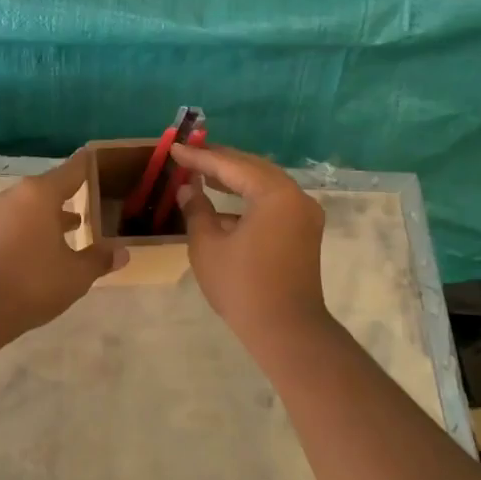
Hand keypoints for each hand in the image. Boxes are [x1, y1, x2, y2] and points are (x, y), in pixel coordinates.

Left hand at [0, 150, 127, 334]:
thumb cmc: (33, 281)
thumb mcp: (76, 274)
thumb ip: (99, 259)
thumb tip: (122, 252)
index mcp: (41, 193)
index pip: (73, 169)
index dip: (89, 165)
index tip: (101, 159)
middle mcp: (17, 195)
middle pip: (50, 187)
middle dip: (72, 193)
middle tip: (96, 198)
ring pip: (33, 205)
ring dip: (53, 213)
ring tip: (76, 224)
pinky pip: (18, 221)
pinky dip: (36, 227)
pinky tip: (48, 246)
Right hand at [173, 144, 329, 342]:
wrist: (286, 330)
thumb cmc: (242, 286)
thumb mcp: (208, 246)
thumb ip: (197, 210)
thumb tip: (188, 189)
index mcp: (274, 194)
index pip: (231, 166)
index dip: (200, 157)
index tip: (175, 149)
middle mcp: (296, 197)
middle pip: (253, 168)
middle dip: (220, 161)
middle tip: (190, 155)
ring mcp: (304, 215)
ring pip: (265, 185)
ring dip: (235, 179)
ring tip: (203, 175)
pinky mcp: (304, 232)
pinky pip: (273, 203)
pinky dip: (248, 199)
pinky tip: (223, 207)